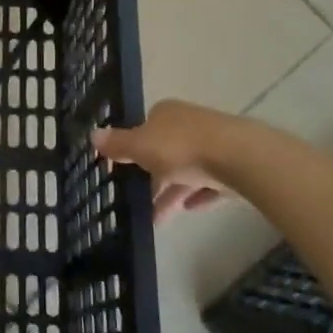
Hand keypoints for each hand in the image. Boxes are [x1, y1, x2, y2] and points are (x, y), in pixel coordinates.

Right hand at [93, 100, 235, 223]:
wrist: (239, 158)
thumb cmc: (182, 148)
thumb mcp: (141, 147)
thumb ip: (119, 144)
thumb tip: (93, 135)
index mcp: (166, 114)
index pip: (146, 126)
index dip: (135, 146)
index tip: (126, 169)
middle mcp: (190, 124)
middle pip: (166, 150)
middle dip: (154, 175)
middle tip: (139, 200)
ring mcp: (214, 144)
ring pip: (188, 169)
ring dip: (173, 191)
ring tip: (158, 218)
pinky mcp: (234, 166)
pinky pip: (210, 183)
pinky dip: (199, 195)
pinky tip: (190, 209)